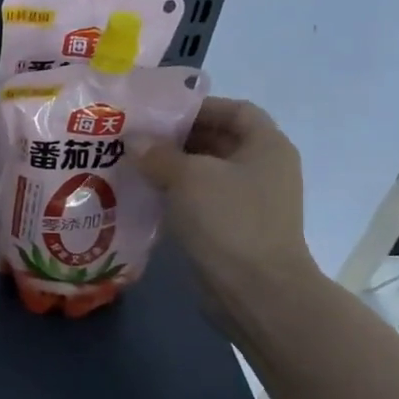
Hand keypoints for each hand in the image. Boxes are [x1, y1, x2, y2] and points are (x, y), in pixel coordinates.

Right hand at [137, 97, 320, 324]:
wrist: (256, 291)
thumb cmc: (229, 221)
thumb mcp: (188, 178)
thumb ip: (158, 154)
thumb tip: (134, 141)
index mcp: (266, 146)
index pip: (235, 110)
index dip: (198, 107)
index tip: (158, 114)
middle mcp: (262, 169)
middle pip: (218, 141)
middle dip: (177, 138)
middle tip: (135, 140)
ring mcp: (249, 202)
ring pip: (205, 174)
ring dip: (172, 169)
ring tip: (132, 166)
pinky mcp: (233, 230)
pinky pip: (201, 202)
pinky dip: (175, 196)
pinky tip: (144, 197)